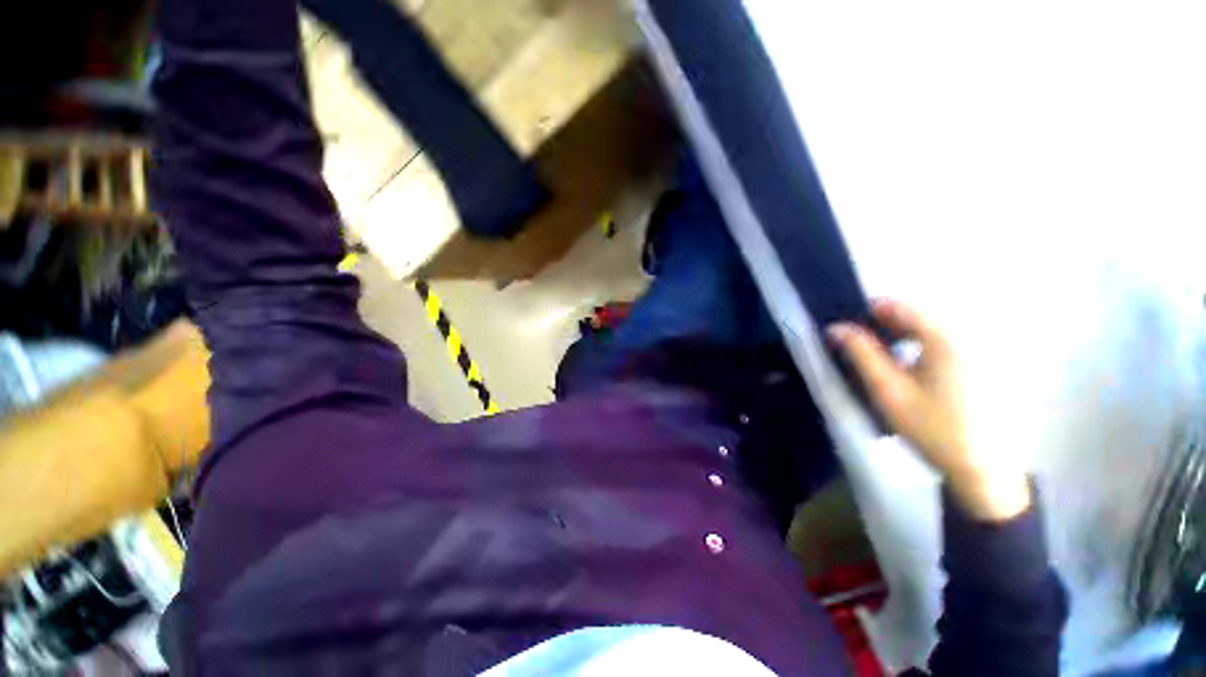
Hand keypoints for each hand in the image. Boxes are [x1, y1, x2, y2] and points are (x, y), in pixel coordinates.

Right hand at [828, 299, 1030, 521]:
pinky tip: (912, 364)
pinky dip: (923, 343)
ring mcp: (982, 346)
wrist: (984, 467)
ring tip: (882, 355)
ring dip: (902, 333)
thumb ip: (861, 354)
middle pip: (918, 313)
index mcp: (945, 338)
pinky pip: (948, 338)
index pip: (900, 306)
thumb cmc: (932, 428)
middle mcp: (968, 333)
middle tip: (859, 344)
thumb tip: (836, 327)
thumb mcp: (888, 390)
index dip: (867, 311)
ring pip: (932, 325)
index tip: (846, 327)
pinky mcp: (987, 360)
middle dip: (884, 323)